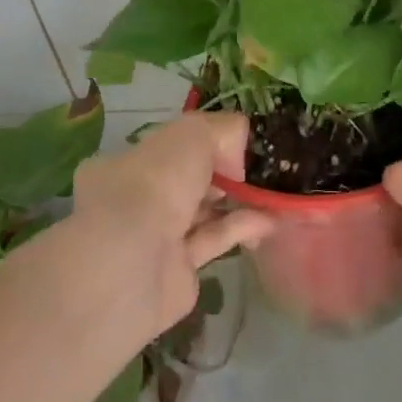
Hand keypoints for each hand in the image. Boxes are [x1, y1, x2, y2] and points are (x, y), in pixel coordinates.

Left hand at [69, 113, 274, 337]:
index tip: (237, 143)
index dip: (204, 141)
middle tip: (259, 168)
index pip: (169, 146)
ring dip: (238, 201)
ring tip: (274, 194)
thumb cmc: (156, 184)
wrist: (135, 264)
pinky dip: (242, 228)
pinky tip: (270, 219)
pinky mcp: (178, 271)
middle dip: (223, 173)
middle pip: (188, 179)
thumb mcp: (193, 134)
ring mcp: (155, 238)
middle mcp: (137, 199)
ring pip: (203, 211)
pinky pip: (213, 241)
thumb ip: (223, 130)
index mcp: (127, 164)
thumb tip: (237, 155)